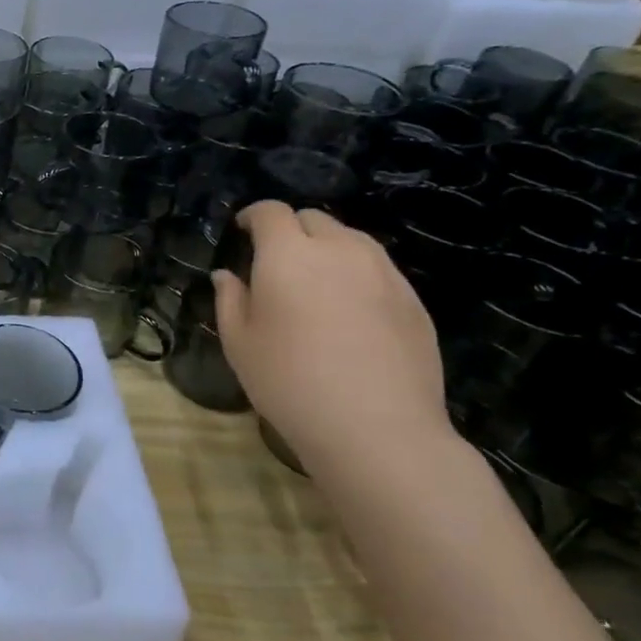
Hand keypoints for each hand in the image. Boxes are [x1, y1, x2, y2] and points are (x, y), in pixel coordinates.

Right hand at [212, 201, 452, 473]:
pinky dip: (356, 274)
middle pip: (313, 219)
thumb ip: (230, 300)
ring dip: (327, 248)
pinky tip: (349, 312)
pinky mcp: (413, 299)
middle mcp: (339, 250)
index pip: (270, 212)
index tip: (242, 229)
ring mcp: (383, 272)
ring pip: (351, 240)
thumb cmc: (289, 382)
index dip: (253, 215)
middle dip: (290, 229)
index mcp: (288, 254)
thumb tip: (227, 275)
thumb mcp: (239, 343)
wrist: (377, 428)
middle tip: (276, 260)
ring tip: (315, 283)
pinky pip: (377, 269)